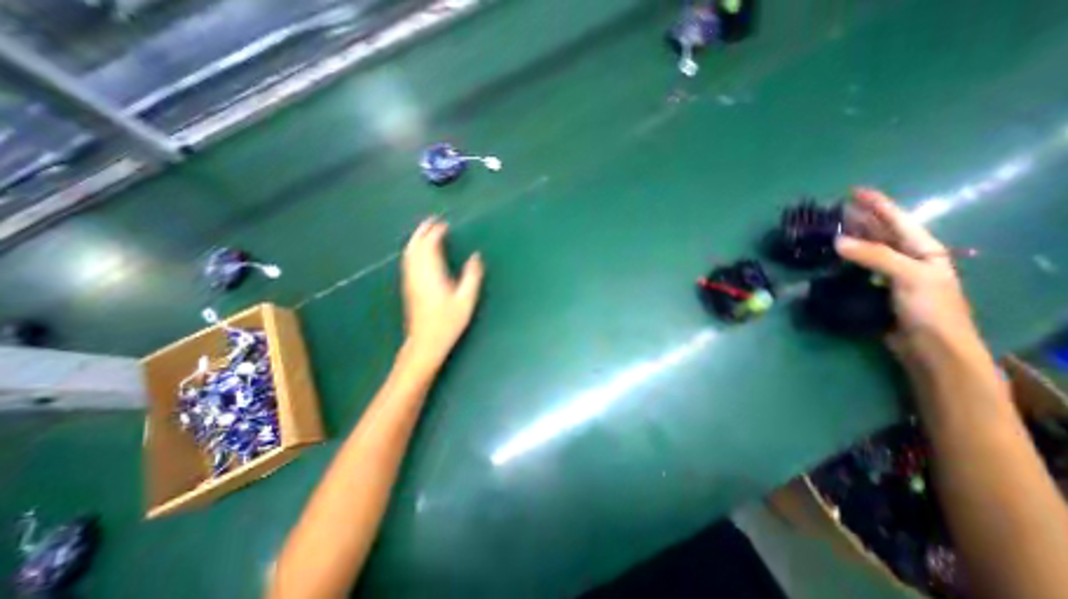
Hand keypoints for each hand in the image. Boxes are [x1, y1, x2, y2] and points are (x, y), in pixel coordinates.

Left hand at [400, 215, 485, 363]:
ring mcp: (410, 280)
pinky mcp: (409, 287)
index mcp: (432, 274)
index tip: (444, 224)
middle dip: (423, 231)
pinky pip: (408, 261)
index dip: (436, 232)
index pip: (430, 246)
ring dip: (416, 239)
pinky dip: (413, 250)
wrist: (425, 342)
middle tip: (432, 221)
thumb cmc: (448, 322)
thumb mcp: (466, 300)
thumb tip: (476, 256)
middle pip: (416, 246)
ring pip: (409, 253)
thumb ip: (472, 276)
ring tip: (425, 231)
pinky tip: (418, 251)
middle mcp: (417, 274)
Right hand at [840, 187, 979, 354]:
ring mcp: (888, 273)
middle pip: (879, 231)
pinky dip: (841, 257)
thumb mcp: (910, 276)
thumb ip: (874, 256)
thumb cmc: (930, 308)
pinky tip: (828, 254)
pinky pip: (855, 266)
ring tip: (827, 227)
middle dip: (859, 218)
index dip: (877, 204)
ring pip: (865, 248)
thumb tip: (836, 241)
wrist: (929, 345)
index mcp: (922, 249)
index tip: (854, 191)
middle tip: (832, 209)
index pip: (897, 220)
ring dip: (848, 236)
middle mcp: (905, 257)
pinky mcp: (872, 287)